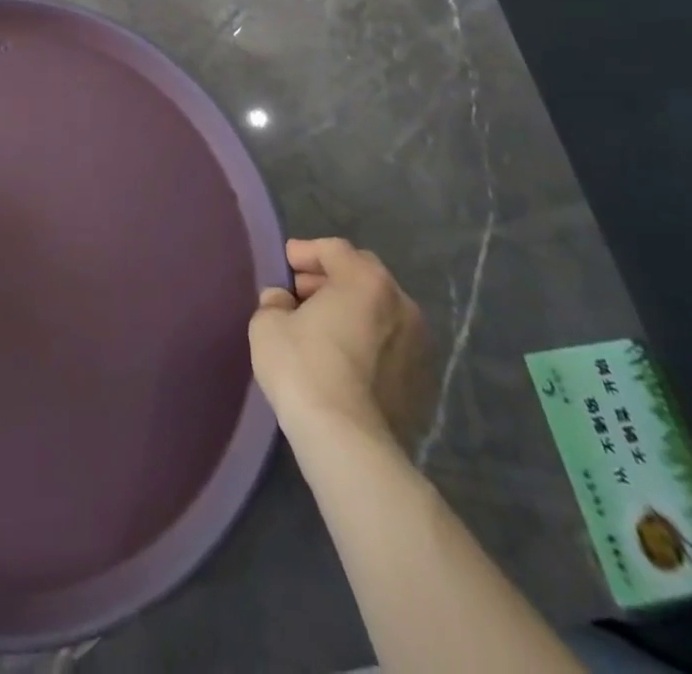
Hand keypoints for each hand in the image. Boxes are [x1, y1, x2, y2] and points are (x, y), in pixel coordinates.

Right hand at [248, 237, 430, 448]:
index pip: (334, 249)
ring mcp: (420, 345)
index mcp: (366, 281)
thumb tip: (284, 302)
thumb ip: (275, 301)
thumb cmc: (303, 367)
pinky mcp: (424, 382)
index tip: (285, 265)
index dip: (305, 252)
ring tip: (323, 328)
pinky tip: (344, 360)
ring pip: (381, 311)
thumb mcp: (268, 323)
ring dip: (352, 310)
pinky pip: (391, 345)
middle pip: (363, 275)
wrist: (348, 442)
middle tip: (301, 293)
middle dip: (331, 278)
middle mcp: (402, 304)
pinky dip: (368, 341)